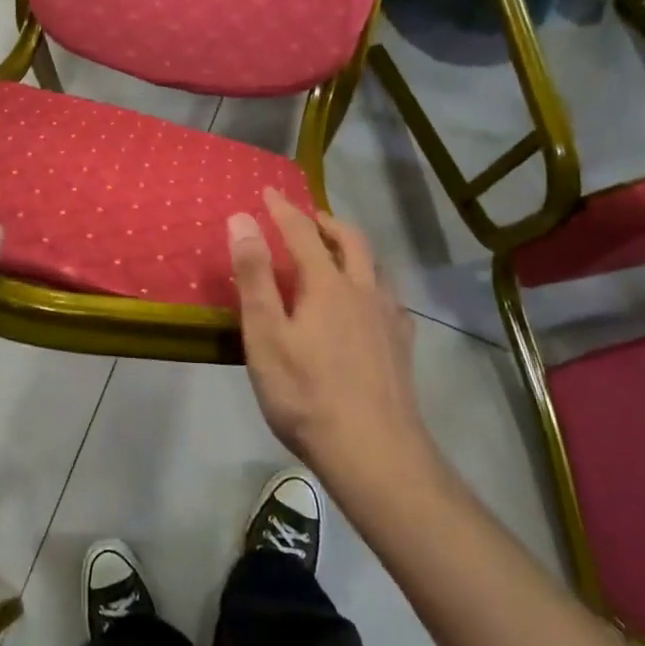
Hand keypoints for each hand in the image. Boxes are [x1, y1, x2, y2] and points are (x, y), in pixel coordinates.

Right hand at [228, 189, 437, 487]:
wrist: (375, 454)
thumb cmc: (307, 394)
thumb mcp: (266, 334)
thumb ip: (254, 275)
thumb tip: (242, 219)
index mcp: (327, 284)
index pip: (303, 232)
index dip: (283, 209)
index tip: (269, 191)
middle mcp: (363, 290)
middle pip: (351, 241)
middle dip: (326, 222)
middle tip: (308, 218)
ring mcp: (389, 319)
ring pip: (376, 267)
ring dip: (353, 249)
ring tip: (337, 254)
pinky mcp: (402, 347)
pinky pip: (389, 298)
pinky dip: (372, 283)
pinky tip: (367, 305)